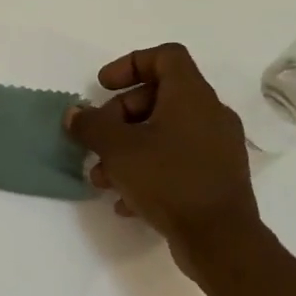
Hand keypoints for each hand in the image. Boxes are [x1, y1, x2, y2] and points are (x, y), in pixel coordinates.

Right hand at [66, 44, 262, 276]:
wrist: (221, 240)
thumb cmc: (169, 180)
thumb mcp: (118, 149)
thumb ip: (92, 125)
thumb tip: (75, 114)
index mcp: (191, 96)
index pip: (165, 56)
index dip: (130, 64)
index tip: (104, 87)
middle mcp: (209, 114)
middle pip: (159, 96)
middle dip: (120, 116)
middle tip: (98, 139)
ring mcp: (216, 147)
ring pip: (165, 133)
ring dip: (129, 148)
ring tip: (102, 177)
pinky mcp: (216, 177)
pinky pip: (176, 161)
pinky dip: (148, 170)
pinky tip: (126, 200)